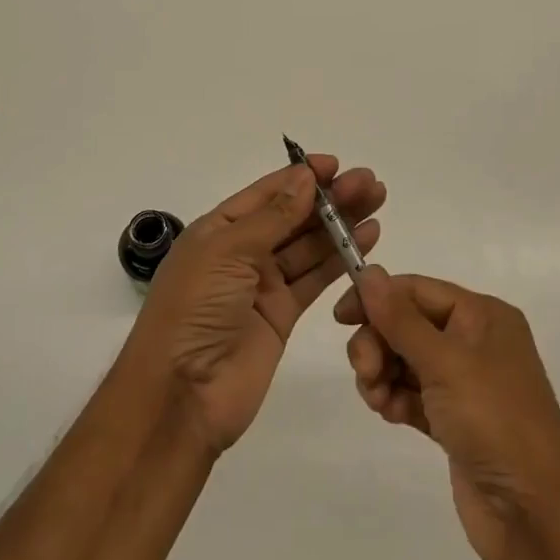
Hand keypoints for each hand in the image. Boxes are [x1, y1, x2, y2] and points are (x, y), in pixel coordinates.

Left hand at [122, 157, 383, 454]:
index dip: (300, 177)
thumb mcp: (227, 252)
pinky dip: (340, 259)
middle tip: (370, 183)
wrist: (182, 394)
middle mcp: (241, 252)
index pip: (266, 193)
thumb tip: (304, 177)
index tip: (336, 164)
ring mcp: (263, 284)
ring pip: (309, 244)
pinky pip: (315, 278)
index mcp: (218, 230)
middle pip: (292, 216)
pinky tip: (366, 239)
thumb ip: (273, 217)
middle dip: (329, 198)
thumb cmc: (194, 309)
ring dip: (340, 223)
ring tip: (377, 201)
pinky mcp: (283, 315)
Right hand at [335, 268, 559, 559]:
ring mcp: (465, 384)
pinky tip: (389, 414)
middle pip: (407, 324)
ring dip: (382, 374)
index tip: (340, 318)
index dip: (376, 298)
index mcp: (482, 316)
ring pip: (405, 360)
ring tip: (378, 400)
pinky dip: (395, 399)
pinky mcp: (454, 421)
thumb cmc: (495, 421)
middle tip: (366, 372)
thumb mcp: (445, 362)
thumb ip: (400, 318)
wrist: (537, 516)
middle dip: (378, 343)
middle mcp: (474, 342)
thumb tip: (369, 272)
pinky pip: (412, 394)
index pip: (417, 290)